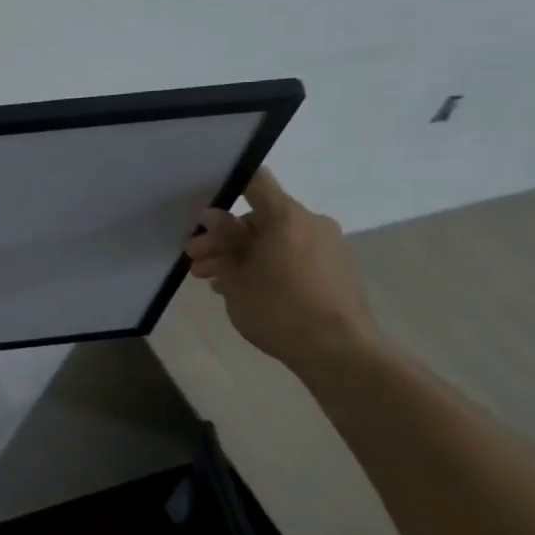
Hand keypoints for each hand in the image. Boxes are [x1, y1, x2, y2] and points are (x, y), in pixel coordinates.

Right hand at [184, 168, 380, 376]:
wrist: (339, 352)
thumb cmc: (278, 309)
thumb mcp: (236, 277)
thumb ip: (223, 241)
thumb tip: (214, 217)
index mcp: (286, 216)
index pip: (254, 181)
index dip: (226, 188)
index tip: (203, 213)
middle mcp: (312, 223)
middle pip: (260, 217)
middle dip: (225, 238)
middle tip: (196, 260)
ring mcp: (329, 247)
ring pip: (275, 240)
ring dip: (243, 255)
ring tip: (213, 282)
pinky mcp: (337, 271)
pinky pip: (294, 257)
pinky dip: (268, 266)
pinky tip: (245, 291)